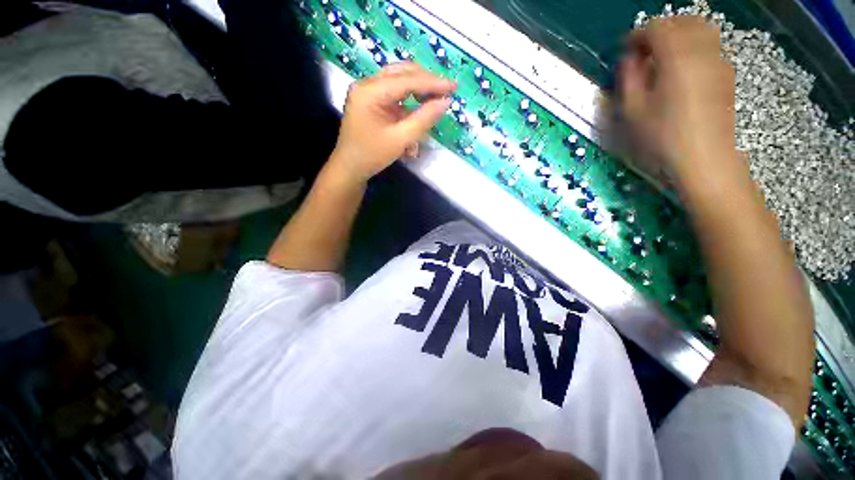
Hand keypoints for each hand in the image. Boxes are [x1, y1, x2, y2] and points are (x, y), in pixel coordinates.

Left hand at [329, 62, 456, 183]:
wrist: (350, 168)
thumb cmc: (372, 156)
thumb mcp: (400, 140)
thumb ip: (423, 120)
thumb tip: (445, 102)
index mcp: (370, 91)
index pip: (407, 80)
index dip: (433, 83)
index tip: (454, 87)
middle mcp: (367, 84)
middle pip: (403, 73)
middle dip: (426, 83)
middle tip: (447, 92)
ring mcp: (368, 92)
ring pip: (399, 82)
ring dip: (418, 92)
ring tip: (434, 101)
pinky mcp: (372, 101)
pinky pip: (394, 96)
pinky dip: (408, 105)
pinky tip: (417, 116)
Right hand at [618, 16, 735, 179]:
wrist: (705, 157)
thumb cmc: (663, 136)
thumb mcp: (633, 111)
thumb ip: (629, 79)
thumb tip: (629, 60)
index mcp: (676, 56)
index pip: (656, 27)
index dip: (637, 35)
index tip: (626, 50)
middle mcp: (702, 49)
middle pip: (682, 21)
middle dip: (660, 31)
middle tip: (645, 51)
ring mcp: (719, 60)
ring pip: (701, 29)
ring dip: (680, 36)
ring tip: (664, 57)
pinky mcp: (727, 73)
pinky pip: (711, 46)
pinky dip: (694, 47)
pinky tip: (684, 68)